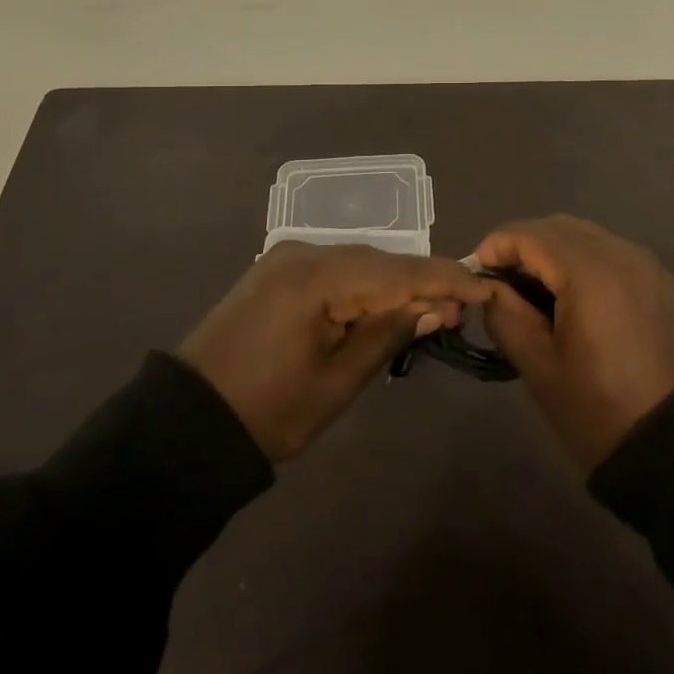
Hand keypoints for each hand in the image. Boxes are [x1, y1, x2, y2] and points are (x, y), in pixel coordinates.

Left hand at [179, 242, 494, 461]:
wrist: (188, 421)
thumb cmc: (268, 411)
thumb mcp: (337, 382)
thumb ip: (388, 334)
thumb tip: (437, 305)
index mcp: (316, 277)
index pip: (397, 271)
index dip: (445, 277)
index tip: (485, 286)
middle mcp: (303, 252)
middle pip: (379, 260)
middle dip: (422, 281)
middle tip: (459, 310)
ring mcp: (286, 257)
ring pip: (358, 262)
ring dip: (393, 283)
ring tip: (429, 310)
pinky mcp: (276, 270)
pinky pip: (334, 269)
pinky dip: (364, 285)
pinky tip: (382, 304)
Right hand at [478, 215, 673, 471]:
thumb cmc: (602, 411)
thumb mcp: (540, 368)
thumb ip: (506, 316)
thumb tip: (489, 287)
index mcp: (589, 272)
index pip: (529, 235)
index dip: (496, 247)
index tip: (475, 274)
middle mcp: (620, 254)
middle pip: (558, 227)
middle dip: (523, 245)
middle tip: (501, 282)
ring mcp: (646, 266)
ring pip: (587, 236)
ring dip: (553, 251)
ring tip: (533, 290)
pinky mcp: (661, 283)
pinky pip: (612, 253)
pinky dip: (583, 261)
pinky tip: (572, 297)